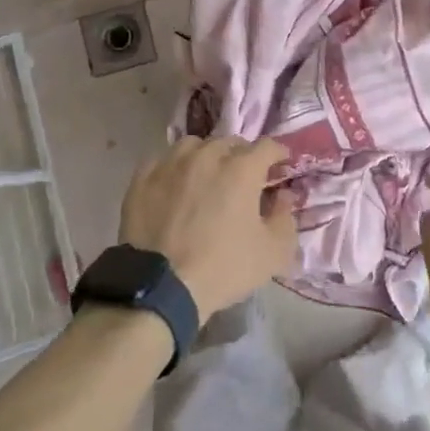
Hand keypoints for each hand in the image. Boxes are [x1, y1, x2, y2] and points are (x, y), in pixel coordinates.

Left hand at [119, 136, 297, 320]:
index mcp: (242, 168)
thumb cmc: (223, 268)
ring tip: (205, 176)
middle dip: (241, 156)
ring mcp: (172, 163)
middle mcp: (207, 155)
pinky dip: (174, 169)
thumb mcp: (272, 253)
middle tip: (242, 178)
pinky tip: (174, 185)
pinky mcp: (144, 177)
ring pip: (194, 146)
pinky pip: (164, 161)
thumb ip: (285, 218)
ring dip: (206, 156)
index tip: (279, 165)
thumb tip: (284, 196)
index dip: (277, 154)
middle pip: (230, 143)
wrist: (161, 287)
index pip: (267, 146)